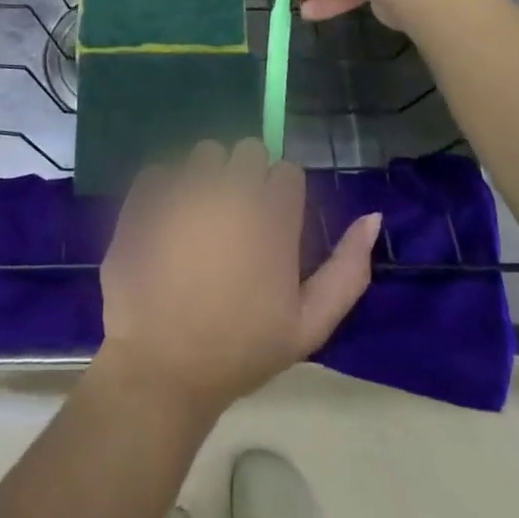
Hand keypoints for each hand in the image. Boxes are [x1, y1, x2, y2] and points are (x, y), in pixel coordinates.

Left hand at [97, 139, 381, 419]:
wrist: (163, 367)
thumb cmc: (241, 350)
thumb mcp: (309, 325)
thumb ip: (348, 270)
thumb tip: (372, 217)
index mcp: (272, 218)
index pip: (287, 171)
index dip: (281, 195)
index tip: (272, 224)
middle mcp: (230, 191)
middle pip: (248, 150)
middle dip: (247, 176)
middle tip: (236, 218)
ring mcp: (184, 190)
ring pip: (205, 153)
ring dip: (208, 176)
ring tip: (199, 217)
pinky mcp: (146, 196)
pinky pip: (161, 169)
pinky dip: (165, 188)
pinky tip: (166, 222)